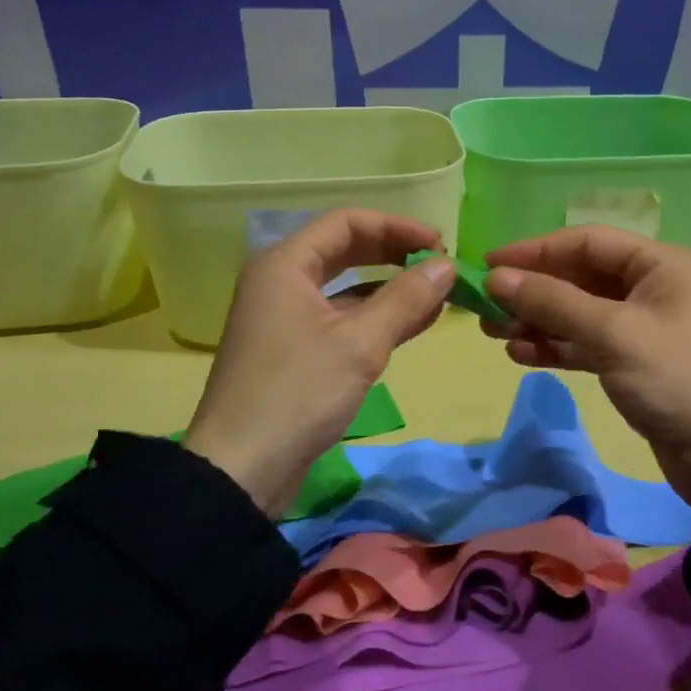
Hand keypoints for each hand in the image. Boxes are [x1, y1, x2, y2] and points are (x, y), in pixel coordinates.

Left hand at [182, 210, 454, 515]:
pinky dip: (376, 318)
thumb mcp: (360, 343)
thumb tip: (448, 265)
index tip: (440, 244)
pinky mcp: (295, 351)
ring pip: (346, 288)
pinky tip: (413, 324)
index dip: (397, 227)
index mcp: (285, 265)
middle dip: (395, 255)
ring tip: (438, 296)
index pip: (347, 222)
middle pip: (346, 250)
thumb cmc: (299, 393)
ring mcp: (286, 318)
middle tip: (441, 268)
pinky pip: (342, 319)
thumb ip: (406, 299)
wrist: (243, 468)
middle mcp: (281, 282)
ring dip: (391, 288)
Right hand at [483, 228, 690, 516]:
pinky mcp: (631, 361)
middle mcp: (651, 287)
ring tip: (492, 332)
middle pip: (579, 276)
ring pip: (577, 312)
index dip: (535, 250)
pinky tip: (520, 355)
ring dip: (536, 320)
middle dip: (532, 290)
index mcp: (659, 264)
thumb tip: (496, 277)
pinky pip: (584, 343)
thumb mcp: (611, 334)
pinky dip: (554, 346)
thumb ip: (552, 302)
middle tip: (484, 305)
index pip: (587, 242)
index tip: (489, 262)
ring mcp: (640, 326)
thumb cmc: (673, 380)